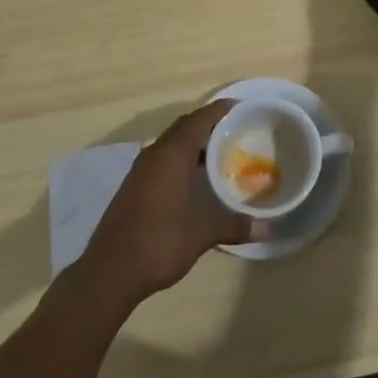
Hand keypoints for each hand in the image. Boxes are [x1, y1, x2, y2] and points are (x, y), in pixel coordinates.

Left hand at [78, 99, 264, 310]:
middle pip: (184, 127)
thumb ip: (234, 225)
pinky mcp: (133, 187)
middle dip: (208, 124)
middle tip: (234, 130)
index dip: (220, 110)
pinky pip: (162, 160)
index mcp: (172, 154)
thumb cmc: (160, 241)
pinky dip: (180, 160)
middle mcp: (154, 154)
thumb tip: (266, 230)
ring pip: (171, 144)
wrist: (110, 271)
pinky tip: (194, 180)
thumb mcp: (202, 233)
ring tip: (219, 154)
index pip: (199, 119)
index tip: (241, 106)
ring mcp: (140, 171)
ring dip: (193, 144)